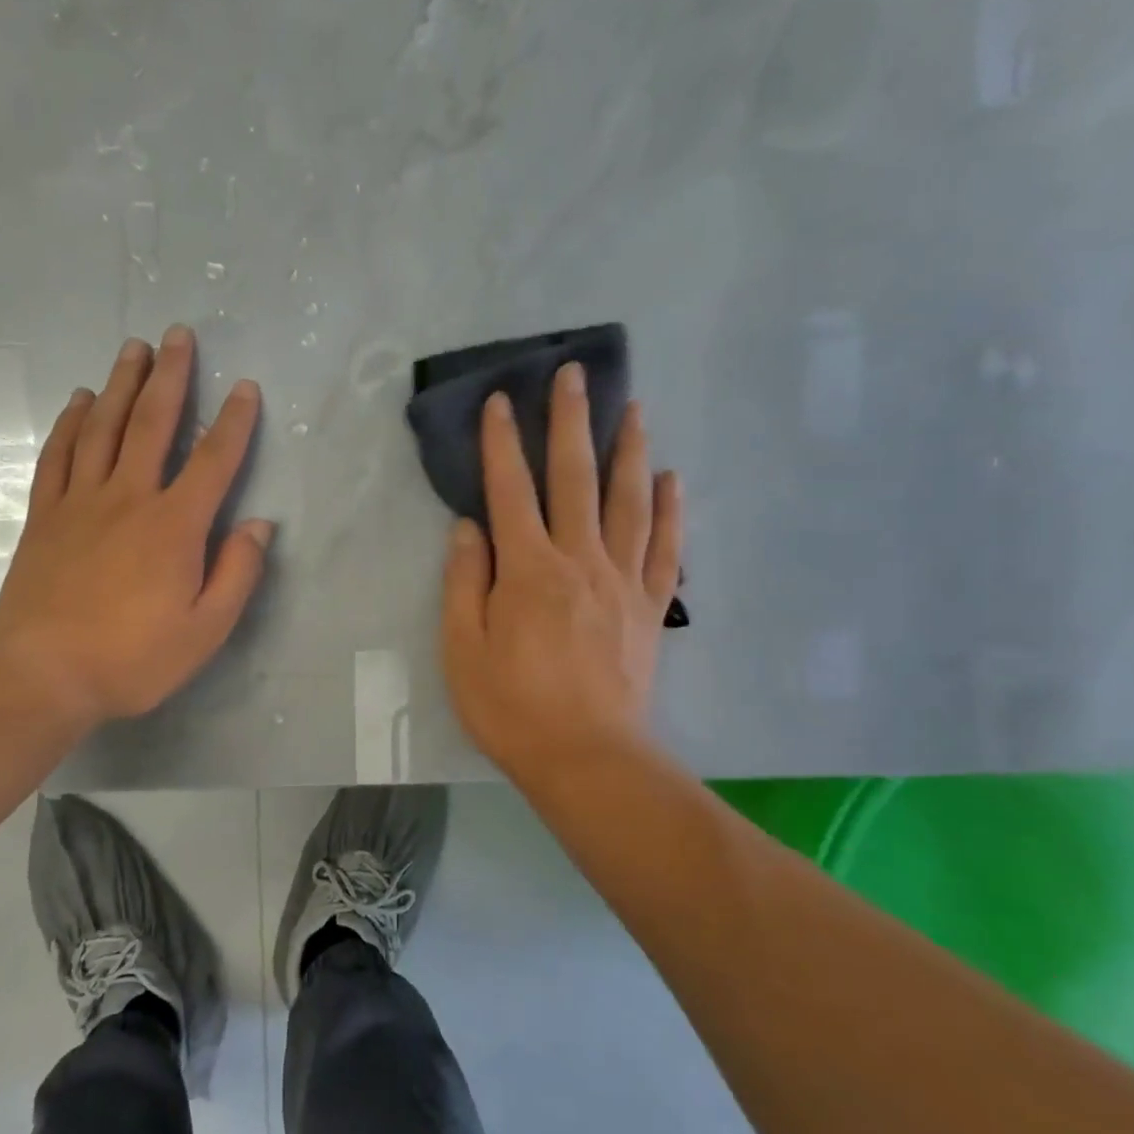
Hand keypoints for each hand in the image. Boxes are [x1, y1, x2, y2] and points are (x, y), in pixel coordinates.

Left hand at [0, 325, 272, 733]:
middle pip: (152, 424)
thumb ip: (237, 574)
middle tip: (178, 334)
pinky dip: (69, 423)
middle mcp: (129, 498)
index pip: (212, 460)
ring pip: (103, 427)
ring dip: (121, 383)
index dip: (233, 421)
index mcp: (174, 526)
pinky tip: (79, 400)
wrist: (41, 673)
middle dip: (171, 376)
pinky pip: (59, 455)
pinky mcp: (46, 515)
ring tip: (133, 348)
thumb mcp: (205, 630)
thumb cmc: (132, 658)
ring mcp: (81, 502)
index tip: (245, 386)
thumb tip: (260, 525)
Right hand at [441, 363, 682, 789]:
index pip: (511, 491)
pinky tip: (672, 480)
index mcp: (528, 570)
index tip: (501, 401)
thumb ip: (464, 583)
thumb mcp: (462, 649)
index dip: (502, 443)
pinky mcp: (650, 608)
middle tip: (576, 375)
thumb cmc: (511, 708)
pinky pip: (666, 549)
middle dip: (572, 422)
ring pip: (629, 502)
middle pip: (576, 479)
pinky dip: (670, 511)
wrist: (587, 759)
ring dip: (630, 451)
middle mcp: (580, 561)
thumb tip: (469, 527)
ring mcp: (623, 581)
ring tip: (635, 409)